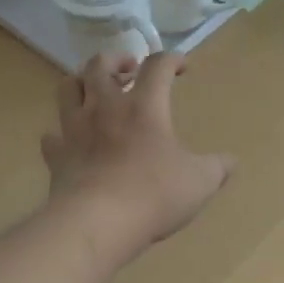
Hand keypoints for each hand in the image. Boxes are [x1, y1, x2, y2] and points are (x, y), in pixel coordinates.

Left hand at [41, 52, 234, 262]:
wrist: (97, 223)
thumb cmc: (153, 196)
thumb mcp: (200, 183)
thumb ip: (217, 168)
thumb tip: (231, 162)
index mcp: (144, 107)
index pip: (157, 66)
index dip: (171, 59)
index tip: (182, 66)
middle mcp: (105, 108)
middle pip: (100, 64)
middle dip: (116, 59)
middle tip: (129, 69)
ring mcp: (75, 130)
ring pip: (68, 88)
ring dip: (81, 82)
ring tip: (94, 91)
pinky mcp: (57, 156)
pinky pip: (52, 136)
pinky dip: (61, 133)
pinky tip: (70, 140)